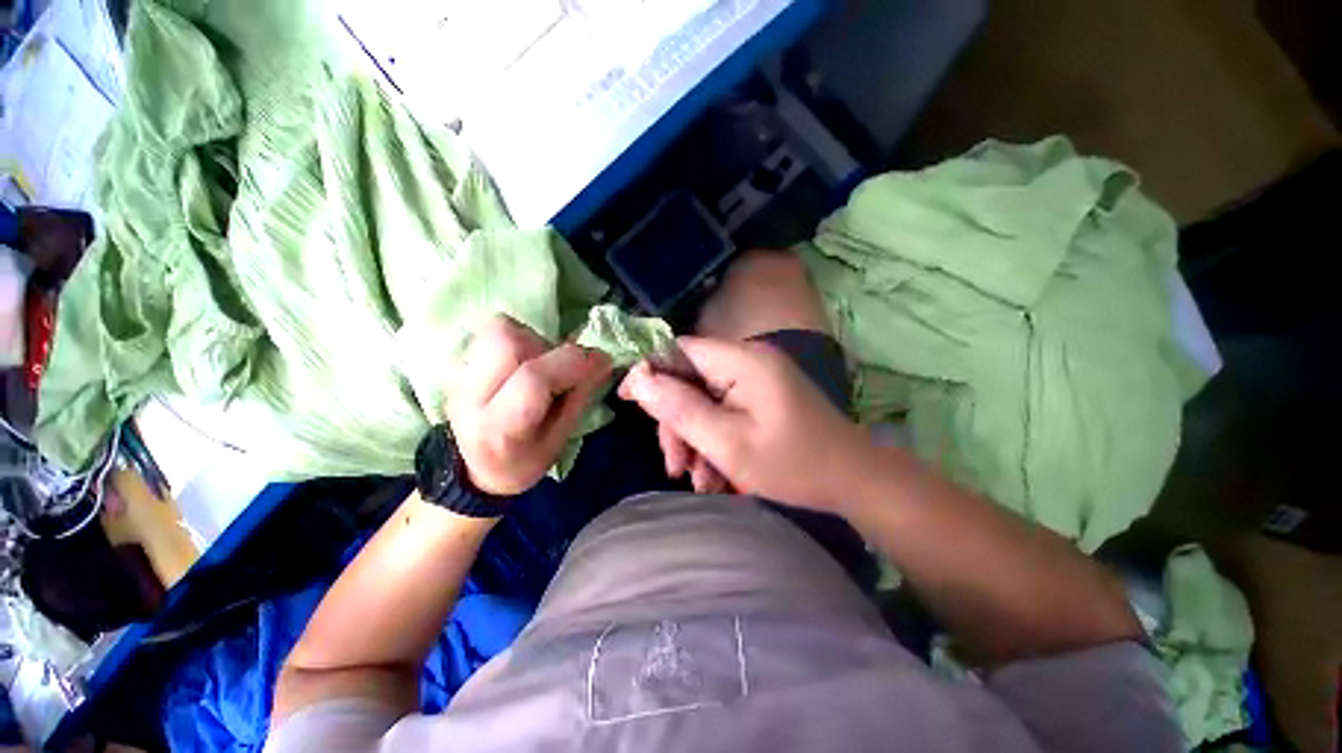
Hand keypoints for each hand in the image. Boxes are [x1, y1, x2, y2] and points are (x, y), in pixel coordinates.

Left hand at [447, 315, 611, 495]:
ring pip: (499, 330)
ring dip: (532, 339)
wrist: (473, 466)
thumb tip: (601, 360)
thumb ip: (579, 397)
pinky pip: (492, 331)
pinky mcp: (459, 362)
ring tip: (541, 363)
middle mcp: (470, 396)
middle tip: (561, 365)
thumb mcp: (559, 440)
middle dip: (548, 346)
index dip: (573, 362)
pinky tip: (524, 361)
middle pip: (508, 342)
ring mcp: (459, 375)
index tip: (600, 360)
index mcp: (499, 428)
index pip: (533, 379)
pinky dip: (519, 338)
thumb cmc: (524, 459)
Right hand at [618, 336, 870, 512]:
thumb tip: (638, 381)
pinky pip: (724, 410)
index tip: (628, 401)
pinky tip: (715, 475)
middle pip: (690, 379)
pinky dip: (714, 440)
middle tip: (675, 465)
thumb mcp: (727, 443)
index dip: (650, 370)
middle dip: (676, 422)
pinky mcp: (761, 397)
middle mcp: (747, 360)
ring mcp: (756, 379)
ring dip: (694, 438)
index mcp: (742, 360)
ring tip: (698, 480)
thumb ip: (680, 409)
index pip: (680, 348)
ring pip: (704, 399)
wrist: (854, 481)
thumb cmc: (793, 464)